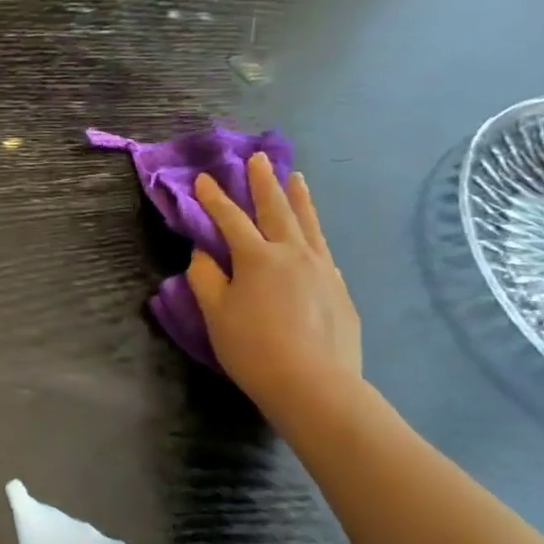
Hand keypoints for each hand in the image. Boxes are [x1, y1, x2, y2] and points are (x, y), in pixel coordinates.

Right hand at [187, 154, 361, 419]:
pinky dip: (313, 233)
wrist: (315, 385)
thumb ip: (206, 279)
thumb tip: (204, 254)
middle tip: (259, 158)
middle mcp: (293, 253)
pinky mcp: (339, 288)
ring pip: (308, 223)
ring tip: (295, 177)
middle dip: (264, 182)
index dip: (214, 198)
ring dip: (298, 198)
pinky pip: (323, 249)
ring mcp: (322, 269)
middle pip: (277, 209)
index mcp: (258, 258)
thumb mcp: (216, 315)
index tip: (204, 179)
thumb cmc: (254, 350)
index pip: (230, 219)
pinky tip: (312, 235)